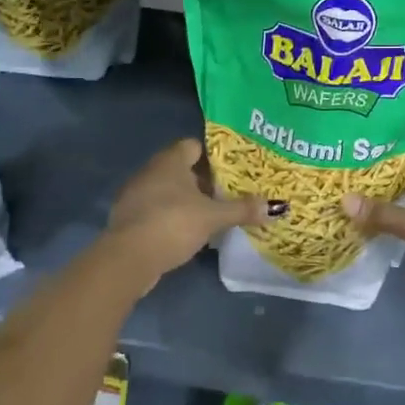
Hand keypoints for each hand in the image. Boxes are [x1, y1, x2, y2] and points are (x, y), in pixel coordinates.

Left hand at [100, 138, 267, 290]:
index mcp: (170, 161)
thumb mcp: (213, 217)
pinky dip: (169, 216)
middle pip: (181, 168)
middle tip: (225, 193)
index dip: (212, 156)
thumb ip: (242, 209)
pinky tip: (184, 232)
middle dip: (201, 180)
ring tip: (209, 214)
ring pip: (166, 190)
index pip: (193, 145)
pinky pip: (155, 209)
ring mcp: (135, 194)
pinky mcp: (128, 218)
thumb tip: (276, 206)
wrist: (128, 258)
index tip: (230, 170)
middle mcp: (150, 170)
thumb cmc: (173, 224)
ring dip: (184, 200)